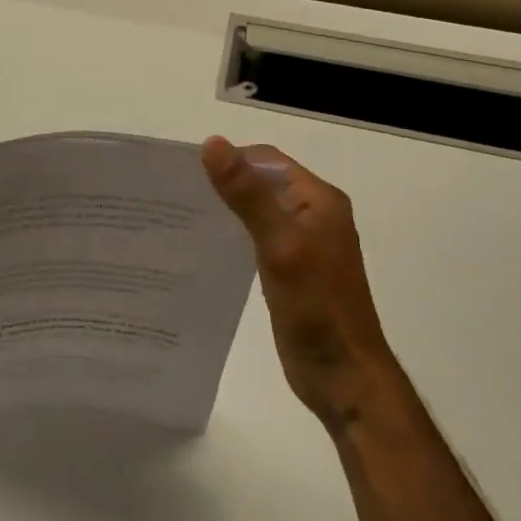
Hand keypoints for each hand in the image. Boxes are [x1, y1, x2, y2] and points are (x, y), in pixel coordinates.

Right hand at [202, 136, 388, 421]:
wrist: (343, 376)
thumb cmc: (316, 308)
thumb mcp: (279, 244)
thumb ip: (248, 195)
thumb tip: (212, 144)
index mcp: (318, 200)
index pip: (266, 159)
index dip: (230, 160)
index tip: (185, 174)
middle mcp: (313, 214)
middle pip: (261, 183)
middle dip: (224, 184)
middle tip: (176, 196)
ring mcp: (303, 243)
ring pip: (257, 211)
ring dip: (226, 210)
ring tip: (182, 218)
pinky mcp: (291, 269)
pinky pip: (256, 238)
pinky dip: (233, 236)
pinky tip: (205, 247)